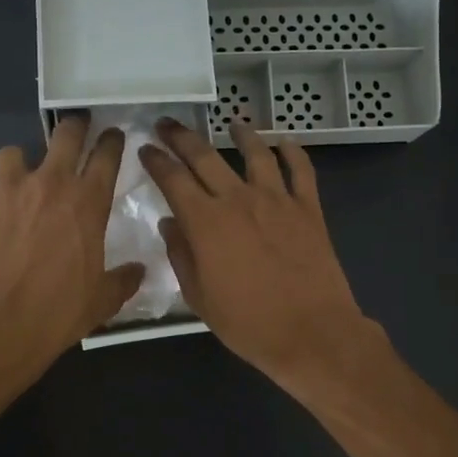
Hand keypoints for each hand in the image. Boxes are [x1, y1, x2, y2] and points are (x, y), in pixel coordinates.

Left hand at [0, 115, 143, 377]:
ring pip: (12, 155)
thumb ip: (123, 280)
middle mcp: (48, 182)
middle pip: (65, 135)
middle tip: (74, 132)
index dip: (112, 142)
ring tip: (13, 191)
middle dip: (73, 128)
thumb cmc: (58, 311)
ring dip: (17, 169)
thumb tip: (138, 271)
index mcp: (87, 201)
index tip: (113, 136)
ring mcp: (4, 185)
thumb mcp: (102, 300)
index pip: (107, 155)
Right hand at [138, 119, 379, 393]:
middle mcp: (238, 200)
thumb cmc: (248, 323)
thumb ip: (182, 256)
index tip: (146, 149)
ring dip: (241, 134)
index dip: (156, 161)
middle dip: (182, 137)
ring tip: (232, 123)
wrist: (311, 333)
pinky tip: (284, 142)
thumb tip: (171, 223)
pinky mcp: (309, 209)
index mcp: (205, 222)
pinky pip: (301, 170)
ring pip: (256, 153)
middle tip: (168, 124)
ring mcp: (277, 200)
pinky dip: (292, 152)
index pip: (173, 179)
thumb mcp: (199, 297)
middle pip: (206, 157)